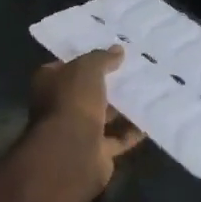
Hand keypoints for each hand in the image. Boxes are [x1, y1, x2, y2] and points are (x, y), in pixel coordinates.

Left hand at [12, 48, 143, 201]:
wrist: (72, 152)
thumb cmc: (73, 101)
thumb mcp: (87, 68)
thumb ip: (102, 58)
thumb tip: (117, 50)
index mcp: (49, 83)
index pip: (66, 66)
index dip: (86, 58)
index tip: (109, 52)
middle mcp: (59, 107)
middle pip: (86, 91)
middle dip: (107, 84)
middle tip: (135, 70)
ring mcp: (77, 131)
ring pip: (103, 115)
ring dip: (122, 108)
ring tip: (148, 91)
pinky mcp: (95, 152)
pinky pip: (117, 139)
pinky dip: (132, 132)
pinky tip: (151, 119)